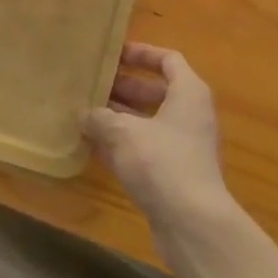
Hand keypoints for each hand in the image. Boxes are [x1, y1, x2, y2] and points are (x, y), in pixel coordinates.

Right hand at [81, 43, 230, 227]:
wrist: (193, 224)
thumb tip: (84, 114)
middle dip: (124, 87)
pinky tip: (93, 147)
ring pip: (149, 121)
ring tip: (86, 113)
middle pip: (156, 91)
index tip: (114, 54)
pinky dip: (124, 145)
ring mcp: (184, 146)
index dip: (142, 53)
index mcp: (189, 92)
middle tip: (92, 85)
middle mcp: (191, 114)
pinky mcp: (175, 173)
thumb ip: (101, 118)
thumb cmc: (162, 162)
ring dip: (120, 117)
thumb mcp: (124, 133)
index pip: (168, 60)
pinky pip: (146, 148)